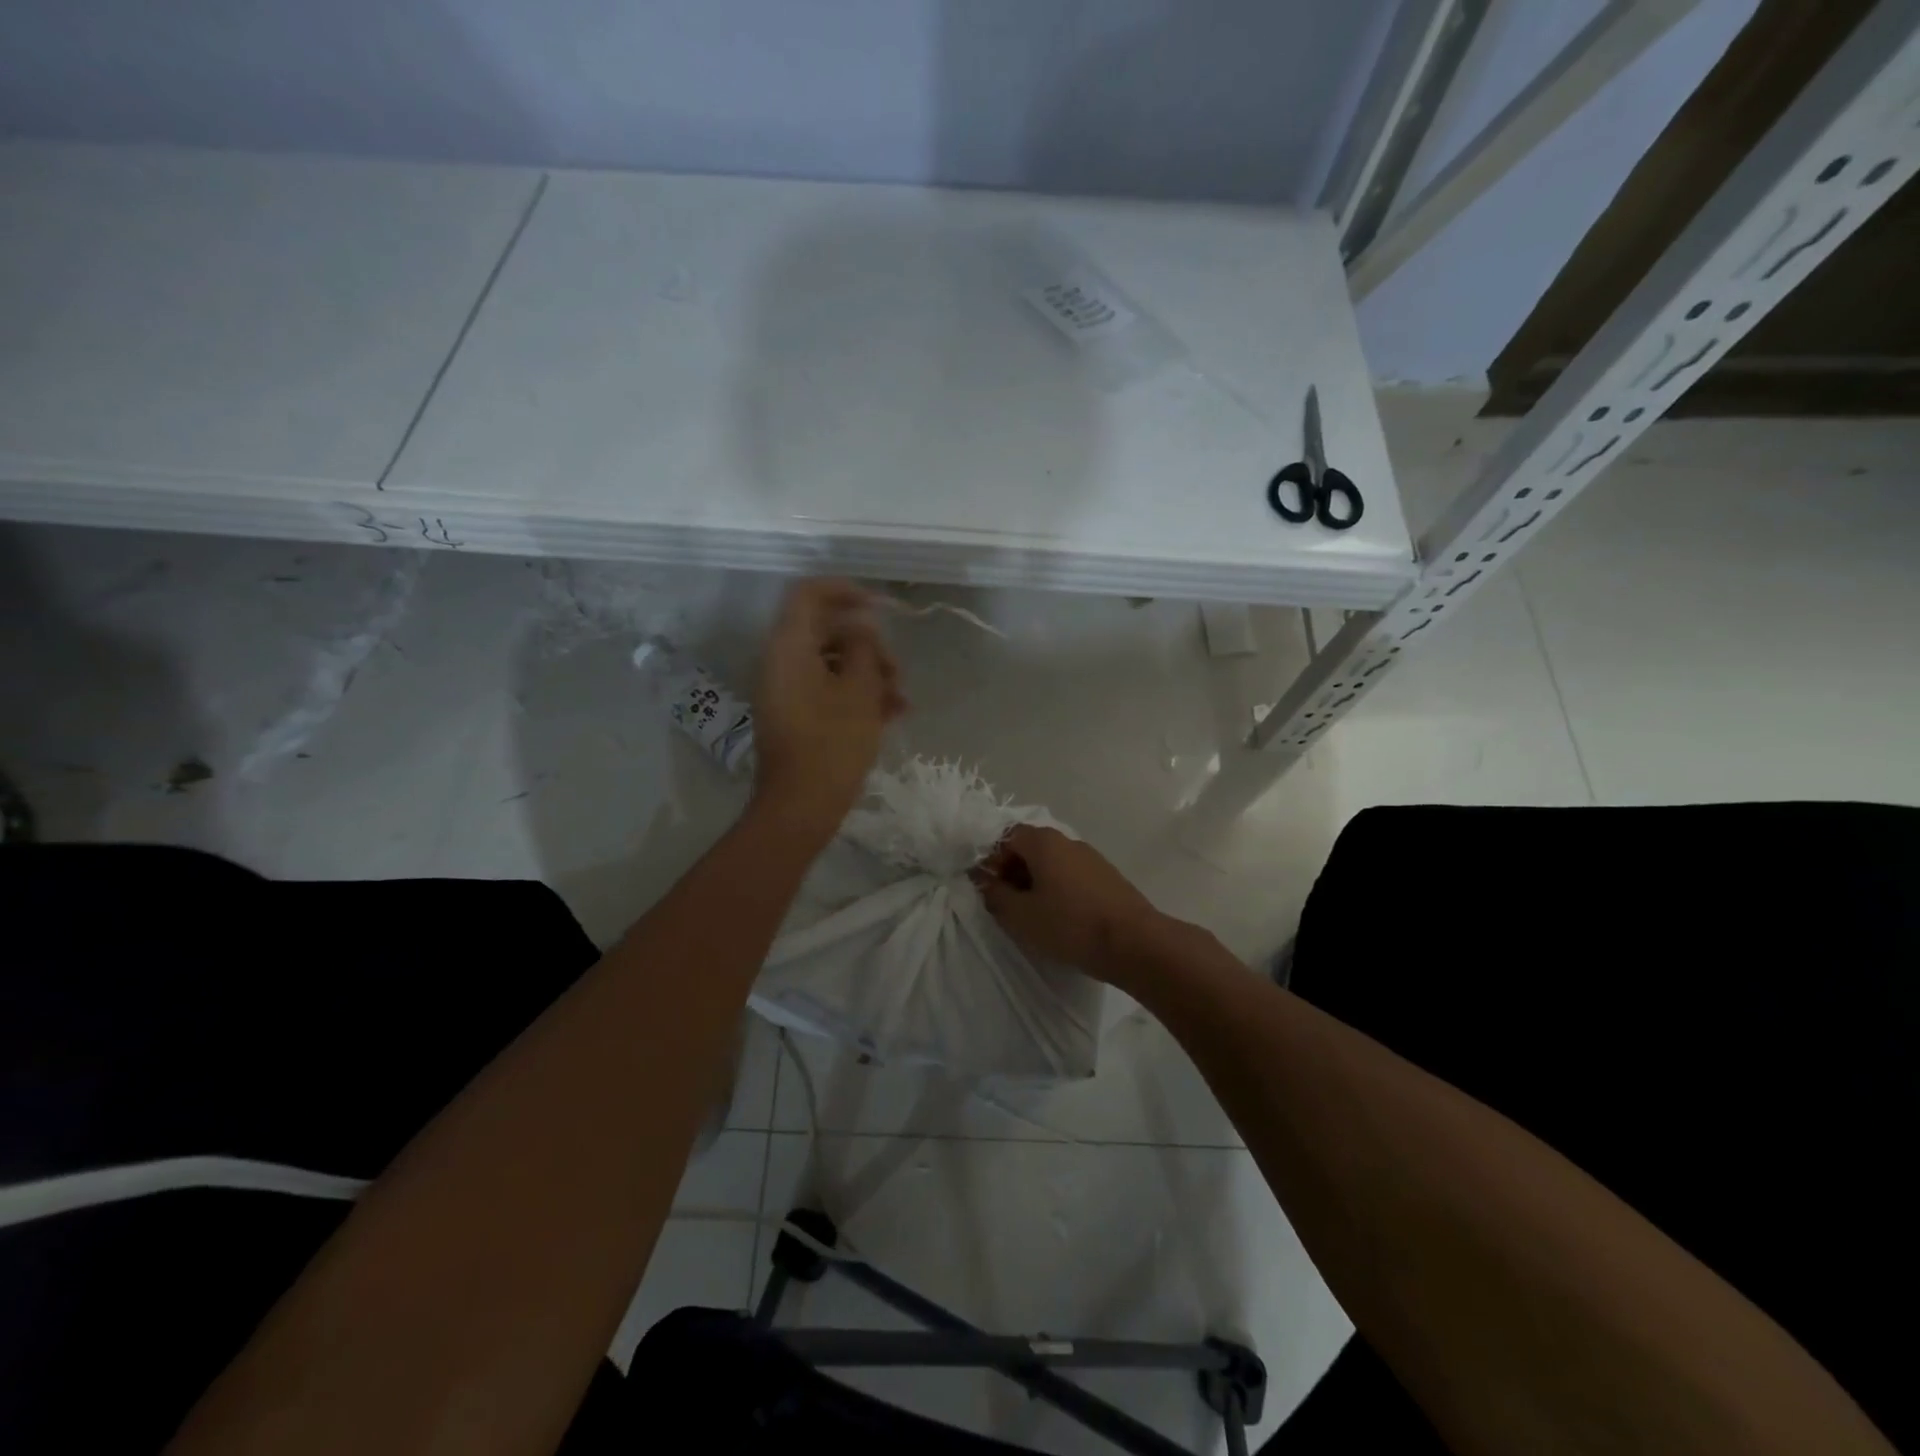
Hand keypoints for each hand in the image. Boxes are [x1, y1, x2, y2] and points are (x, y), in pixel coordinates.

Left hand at [752, 578, 906, 836]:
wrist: (801, 806)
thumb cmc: (833, 743)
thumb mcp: (860, 690)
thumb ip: (863, 648)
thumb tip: (861, 627)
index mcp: (789, 647)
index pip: (810, 594)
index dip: (847, 591)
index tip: (882, 607)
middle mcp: (781, 662)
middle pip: (826, 631)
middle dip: (869, 645)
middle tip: (898, 670)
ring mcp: (787, 690)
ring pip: (832, 663)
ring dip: (869, 673)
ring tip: (901, 700)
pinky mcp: (796, 715)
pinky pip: (827, 690)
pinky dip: (857, 695)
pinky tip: (892, 714)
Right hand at [973, 825, 1168, 984]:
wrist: (1135, 943)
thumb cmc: (1069, 925)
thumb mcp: (1019, 915)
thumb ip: (995, 895)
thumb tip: (985, 880)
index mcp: (1044, 842)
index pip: (1007, 837)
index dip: (992, 860)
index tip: (988, 888)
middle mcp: (1068, 841)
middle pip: (1030, 848)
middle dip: (1013, 872)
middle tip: (1007, 904)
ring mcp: (1092, 859)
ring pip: (1053, 864)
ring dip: (1036, 883)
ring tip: (1033, 916)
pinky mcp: (1108, 878)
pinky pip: (1072, 877)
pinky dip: (1059, 891)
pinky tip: (1061, 919)